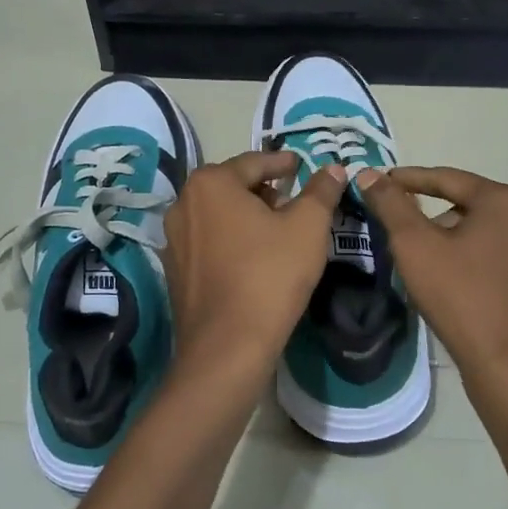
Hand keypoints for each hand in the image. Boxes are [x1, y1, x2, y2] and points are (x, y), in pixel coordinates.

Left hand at [161, 150, 346, 392]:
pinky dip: (232, 240)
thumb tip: (333, 169)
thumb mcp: (308, 227)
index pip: (254, 162)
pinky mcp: (175, 270)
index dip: (282, 163)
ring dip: (248, 216)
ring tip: (278, 229)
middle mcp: (184, 203)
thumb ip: (321, 191)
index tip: (300, 166)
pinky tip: (255, 258)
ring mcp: (174, 239)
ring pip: (219, 214)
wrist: (228, 346)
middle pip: (232, 186)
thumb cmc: (270, 275)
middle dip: (264, 190)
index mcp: (211, 183)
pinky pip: (209, 242)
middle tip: (294, 200)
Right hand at [359, 167, 507, 434]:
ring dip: (450, 239)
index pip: (447, 178)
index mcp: (505, 201)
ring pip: (481, 233)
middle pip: (466, 205)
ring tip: (421, 260)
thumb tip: (369, 174)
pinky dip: (470, 260)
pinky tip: (450, 281)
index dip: (408, 179)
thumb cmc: (460, 296)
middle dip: (430, 214)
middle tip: (397, 228)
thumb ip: (390, 204)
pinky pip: (496, 257)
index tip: (379, 183)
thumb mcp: (414, 245)